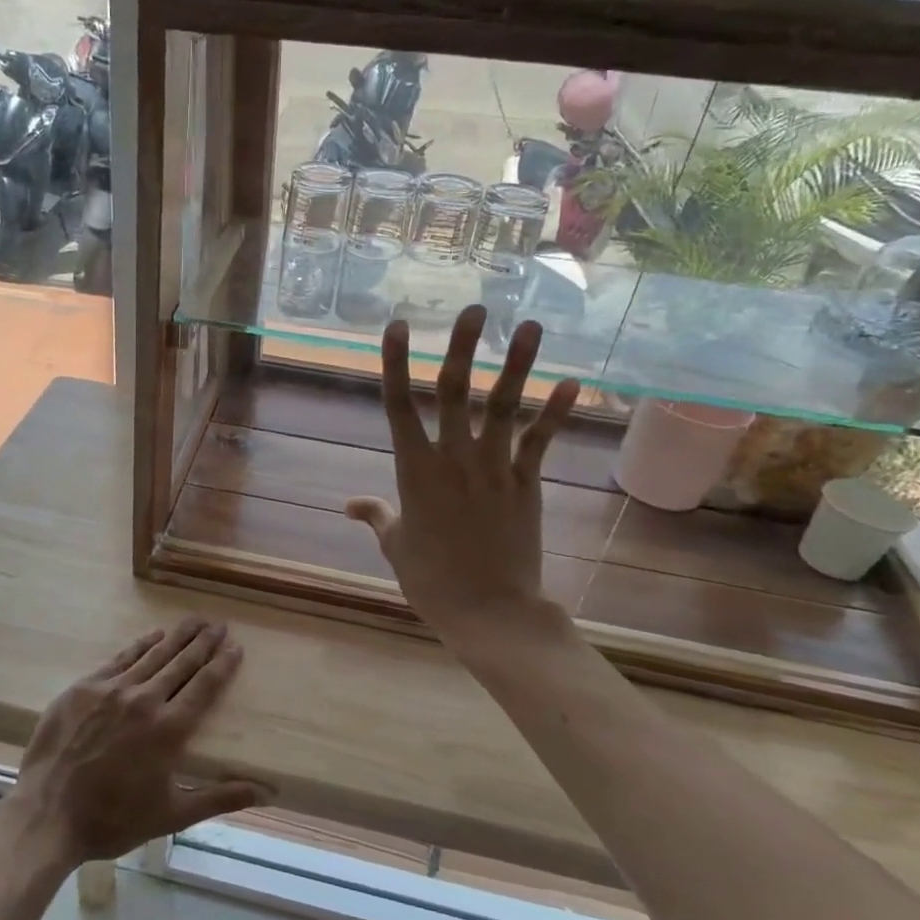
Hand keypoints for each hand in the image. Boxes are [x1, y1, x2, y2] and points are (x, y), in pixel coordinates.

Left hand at [1, 620, 266, 868]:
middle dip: (204, 642)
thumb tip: (266, 792)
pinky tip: (153, 635)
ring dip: (177, 636)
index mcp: (169, 729)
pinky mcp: (86, 686)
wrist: (47, 813)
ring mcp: (113, 689)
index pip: (205, 686)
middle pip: (182, 662)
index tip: (235, 647)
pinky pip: (120, 658)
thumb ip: (219, 798)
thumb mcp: (172, 815)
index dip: (222, 664)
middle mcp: (145, 700)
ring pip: (153, 654)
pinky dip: (140, 645)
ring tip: (194, 621)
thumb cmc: (113, 819)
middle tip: (219, 624)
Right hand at [345, 308, 581, 656]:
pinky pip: (540, 441)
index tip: (396, 327)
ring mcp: (494, 468)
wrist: (489, 610)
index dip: (395, 363)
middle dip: (462, 347)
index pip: (398, 405)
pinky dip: (556, 411)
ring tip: (529, 325)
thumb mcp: (396, 545)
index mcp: (414, 470)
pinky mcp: (525, 483)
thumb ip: (376, 516)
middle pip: (454, 392)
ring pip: (503, 406)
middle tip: (473, 308)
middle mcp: (453, 458)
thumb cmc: (432, 580)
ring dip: (516, 364)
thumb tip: (349, 504)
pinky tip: (571, 381)